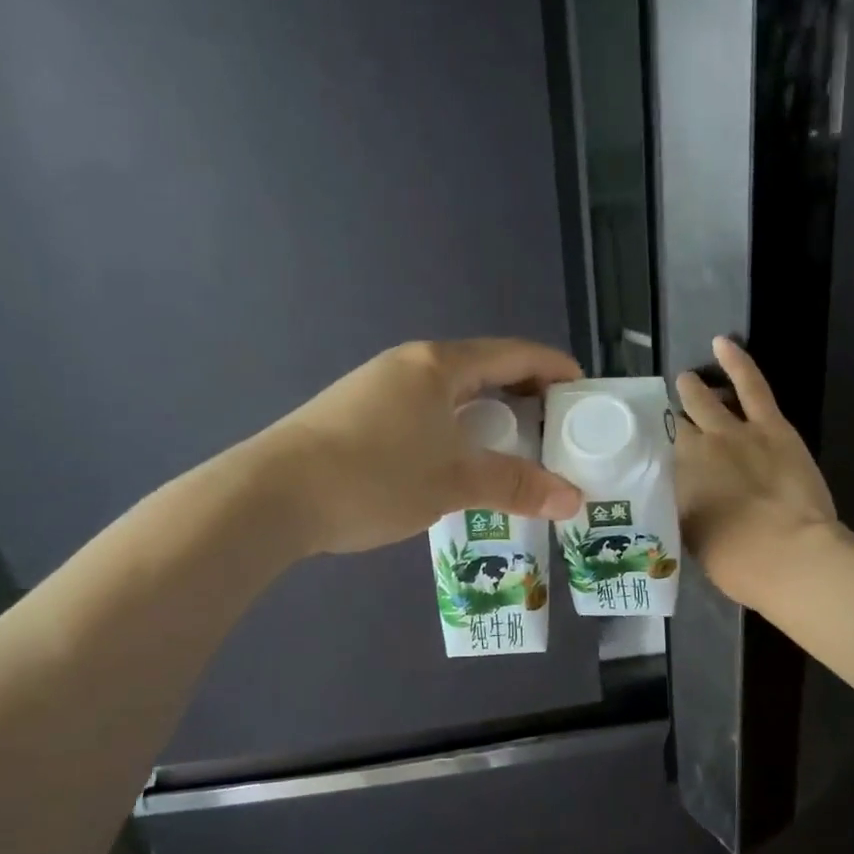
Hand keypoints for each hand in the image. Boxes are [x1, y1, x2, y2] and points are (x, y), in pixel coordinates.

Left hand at [255, 339, 583, 555]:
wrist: (271, 496)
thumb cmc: (374, 476)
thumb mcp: (454, 482)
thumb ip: (516, 486)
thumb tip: (574, 500)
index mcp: (439, 365)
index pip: (513, 353)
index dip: (553, 368)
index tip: (583, 391)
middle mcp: (409, 365)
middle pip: (483, 369)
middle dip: (524, 395)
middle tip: (554, 429)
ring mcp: (378, 388)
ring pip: (451, 394)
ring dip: (488, 416)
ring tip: (513, 450)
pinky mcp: (357, 414)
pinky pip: (425, 412)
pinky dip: (456, 429)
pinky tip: (457, 463)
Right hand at [675, 337, 837, 610]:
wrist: (788, 555)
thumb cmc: (738, 564)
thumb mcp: (694, 542)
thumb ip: (684, 511)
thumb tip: (681, 497)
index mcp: (674, 483)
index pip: (653, 457)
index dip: (648, 450)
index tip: (642, 448)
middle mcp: (693, 451)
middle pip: (673, 427)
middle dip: (665, 420)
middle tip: (662, 417)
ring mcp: (731, 432)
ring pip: (703, 400)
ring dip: (691, 389)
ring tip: (684, 380)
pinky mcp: (769, 425)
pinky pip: (750, 384)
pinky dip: (736, 361)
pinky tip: (722, 342)